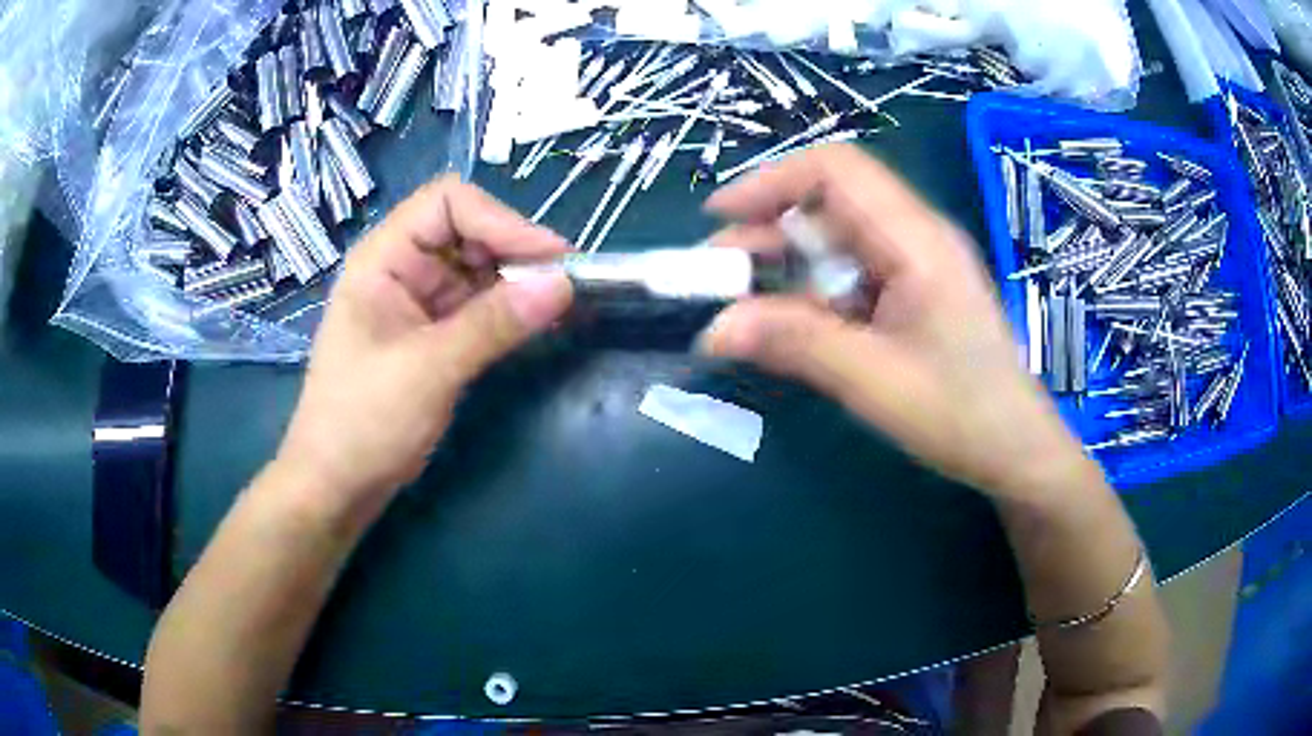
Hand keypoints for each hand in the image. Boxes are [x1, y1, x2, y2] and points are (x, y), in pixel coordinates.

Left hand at [275, 177, 572, 523]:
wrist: (338, 485)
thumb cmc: (364, 423)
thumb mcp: (428, 370)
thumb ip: (494, 323)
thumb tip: (564, 284)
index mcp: (383, 259)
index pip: (447, 203)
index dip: (500, 220)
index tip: (549, 258)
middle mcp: (402, 269)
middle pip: (468, 231)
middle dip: (516, 250)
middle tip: (565, 284)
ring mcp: (418, 303)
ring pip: (478, 269)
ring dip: (518, 282)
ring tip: (561, 304)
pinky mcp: (433, 335)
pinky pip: (479, 307)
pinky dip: (509, 311)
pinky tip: (538, 324)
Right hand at [700, 145, 1095, 497]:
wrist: (1016, 450)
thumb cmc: (962, 415)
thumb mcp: (874, 381)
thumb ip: (795, 344)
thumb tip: (712, 329)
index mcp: (916, 240)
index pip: (837, 171)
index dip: (772, 181)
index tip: (719, 217)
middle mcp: (916, 237)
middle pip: (831, 204)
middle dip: (767, 229)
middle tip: (716, 274)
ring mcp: (916, 264)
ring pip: (837, 240)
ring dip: (785, 263)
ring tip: (739, 301)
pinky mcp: (913, 292)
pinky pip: (852, 273)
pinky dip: (812, 291)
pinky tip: (788, 322)